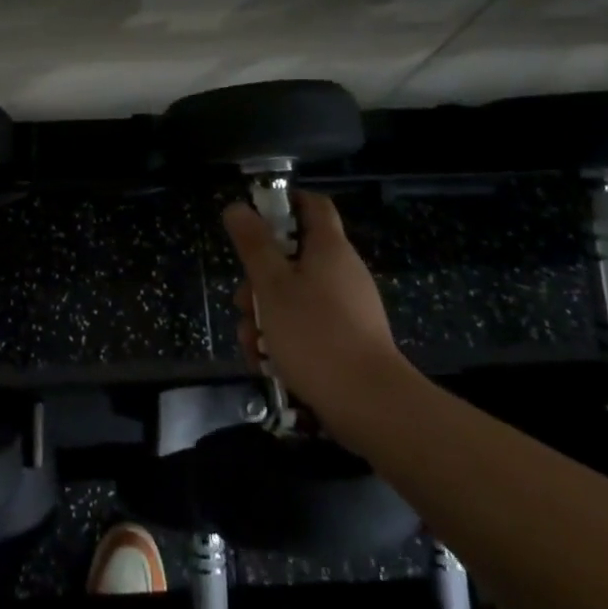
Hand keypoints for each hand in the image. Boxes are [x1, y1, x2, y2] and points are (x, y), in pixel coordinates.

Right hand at [225, 190, 410, 437]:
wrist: (370, 405)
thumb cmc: (315, 334)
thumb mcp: (272, 286)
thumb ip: (253, 244)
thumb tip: (237, 207)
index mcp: (329, 248)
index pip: (313, 205)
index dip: (285, 203)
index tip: (255, 217)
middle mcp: (342, 272)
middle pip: (293, 259)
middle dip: (260, 280)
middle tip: (243, 303)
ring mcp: (348, 309)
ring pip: (295, 298)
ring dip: (266, 316)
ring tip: (251, 345)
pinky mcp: (347, 342)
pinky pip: (308, 327)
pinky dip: (285, 340)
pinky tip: (267, 364)